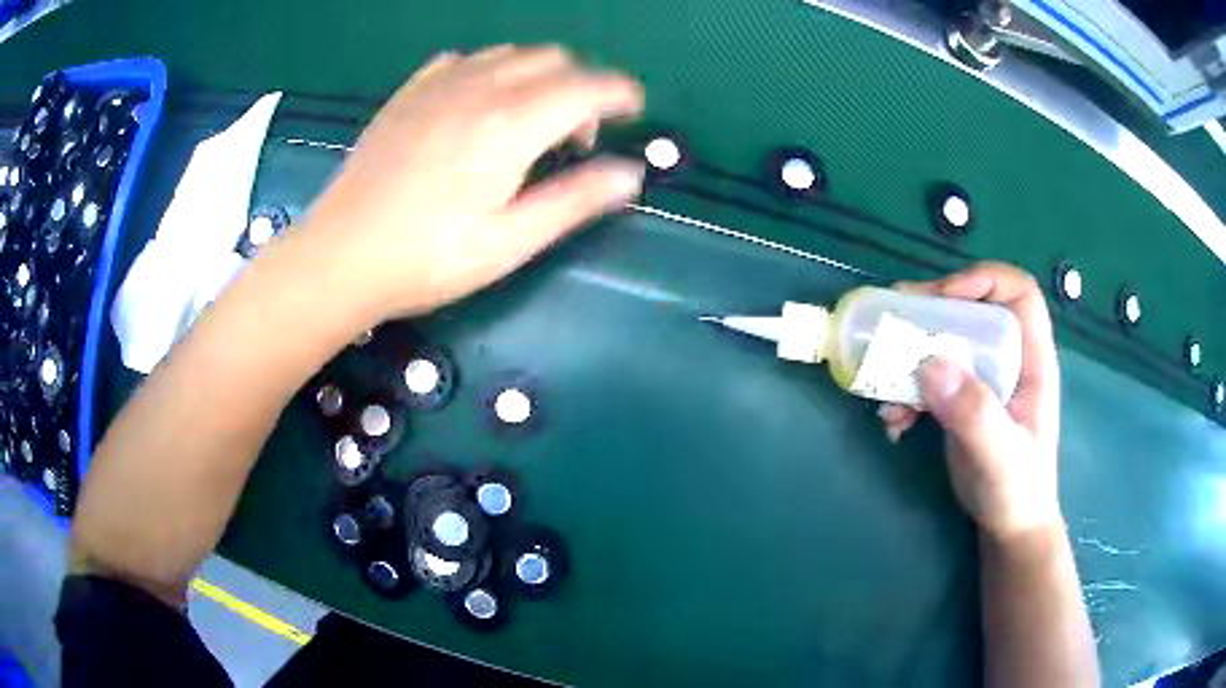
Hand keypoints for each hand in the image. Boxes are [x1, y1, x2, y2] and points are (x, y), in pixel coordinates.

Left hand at [297, 45, 645, 322]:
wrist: (339, 256)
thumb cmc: (426, 259)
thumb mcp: (508, 242)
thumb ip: (574, 201)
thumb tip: (630, 174)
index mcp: (510, 125)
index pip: (587, 86)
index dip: (621, 93)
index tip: (635, 110)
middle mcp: (479, 89)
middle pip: (553, 60)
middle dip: (582, 88)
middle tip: (576, 138)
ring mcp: (439, 85)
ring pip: (511, 53)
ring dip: (539, 76)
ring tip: (531, 122)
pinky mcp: (409, 93)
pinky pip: (465, 59)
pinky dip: (491, 71)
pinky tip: (480, 104)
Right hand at [879, 263, 1062, 542]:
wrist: (1008, 527)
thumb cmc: (1017, 491)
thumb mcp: (1000, 455)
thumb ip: (974, 412)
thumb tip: (929, 362)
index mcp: (1032, 359)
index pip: (1018, 293)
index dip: (983, 281)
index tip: (943, 299)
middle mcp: (1009, 359)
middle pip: (973, 309)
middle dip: (933, 312)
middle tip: (893, 321)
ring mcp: (984, 379)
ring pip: (947, 341)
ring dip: (911, 356)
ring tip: (884, 383)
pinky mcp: (962, 400)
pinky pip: (931, 377)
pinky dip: (906, 391)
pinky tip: (894, 421)